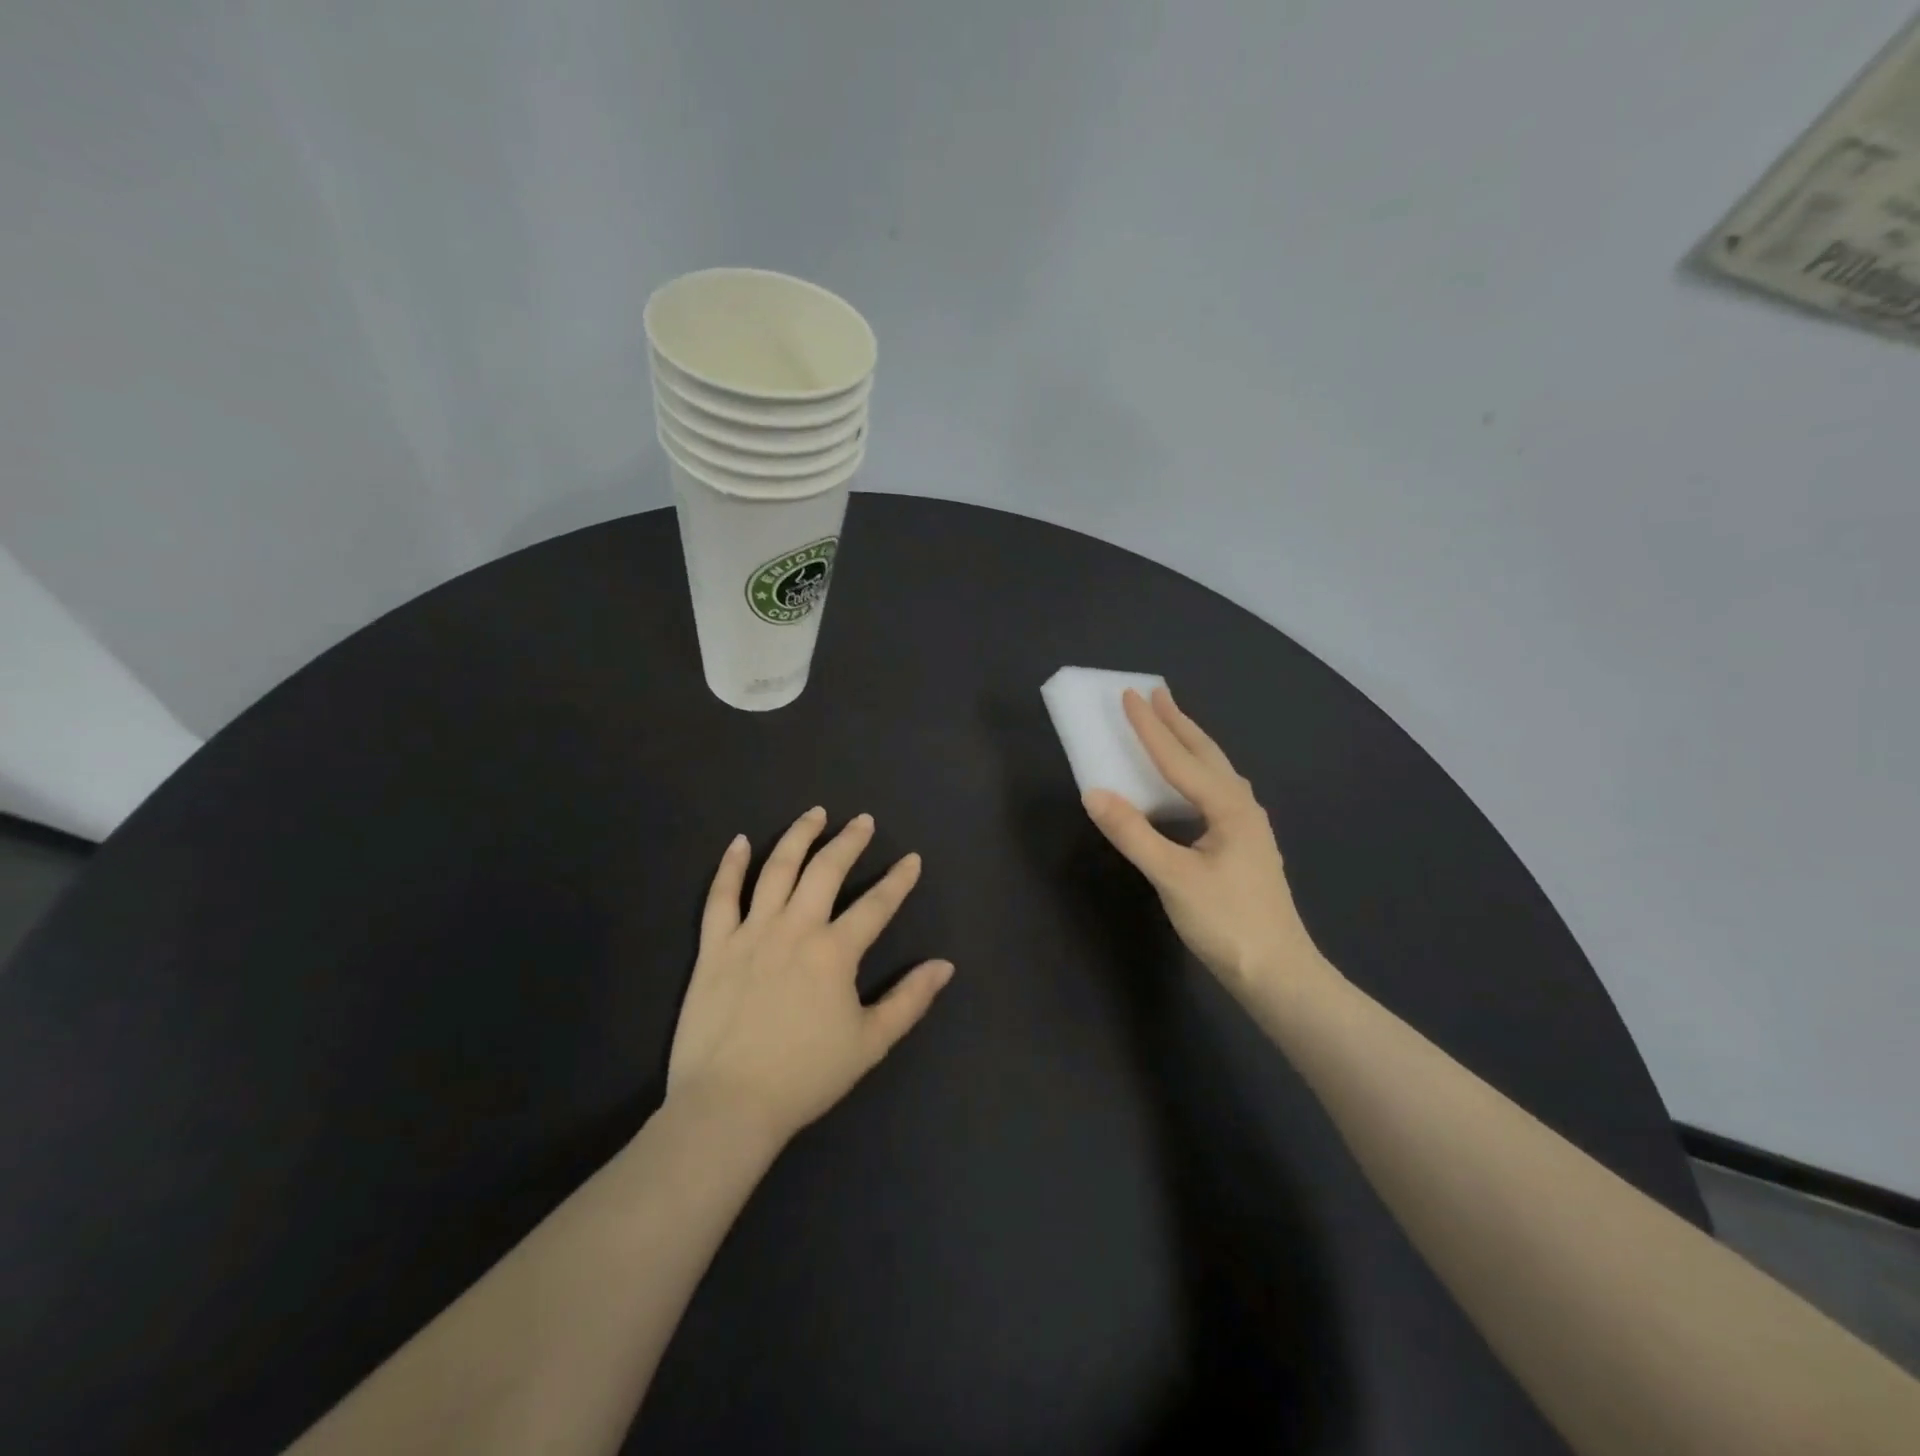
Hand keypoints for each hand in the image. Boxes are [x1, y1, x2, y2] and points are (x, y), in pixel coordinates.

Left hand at [666, 808, 953, 1145]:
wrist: (729, 1105)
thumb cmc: (805, 1076)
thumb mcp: (870, 1042)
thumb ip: (910, 1000)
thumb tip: (945, 965)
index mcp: (835, 952)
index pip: (876, 904)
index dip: (898, 880)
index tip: (911, 859)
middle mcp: (795, 929)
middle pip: (826, 870)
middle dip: (849, 841)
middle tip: (863, 820)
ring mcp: (751, 933)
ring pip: (777, 870)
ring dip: (798, 836)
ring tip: (814, 814)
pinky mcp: (715, 946)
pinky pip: (721, 896)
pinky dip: (731, 866)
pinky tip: (740, 842)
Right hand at [1082, 687, 1330, 1005]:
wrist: (1277, 973)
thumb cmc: (1226, 922)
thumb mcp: (1173, 877)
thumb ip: (1133, 833)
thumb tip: (1094, 792)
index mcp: (1228, 807)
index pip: (1179, 758)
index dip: (1150, 727)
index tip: (1129, 695)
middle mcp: (1242, 808)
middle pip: (1206, 755)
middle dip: (1179, 723)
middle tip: (1158, 693)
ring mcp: (1247, 828)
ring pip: (1215, 773)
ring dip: (1190, 746)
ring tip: (1172, 727)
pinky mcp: (1244, 847)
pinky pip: (1215, 793)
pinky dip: (1196, 774)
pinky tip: (1190, 786)